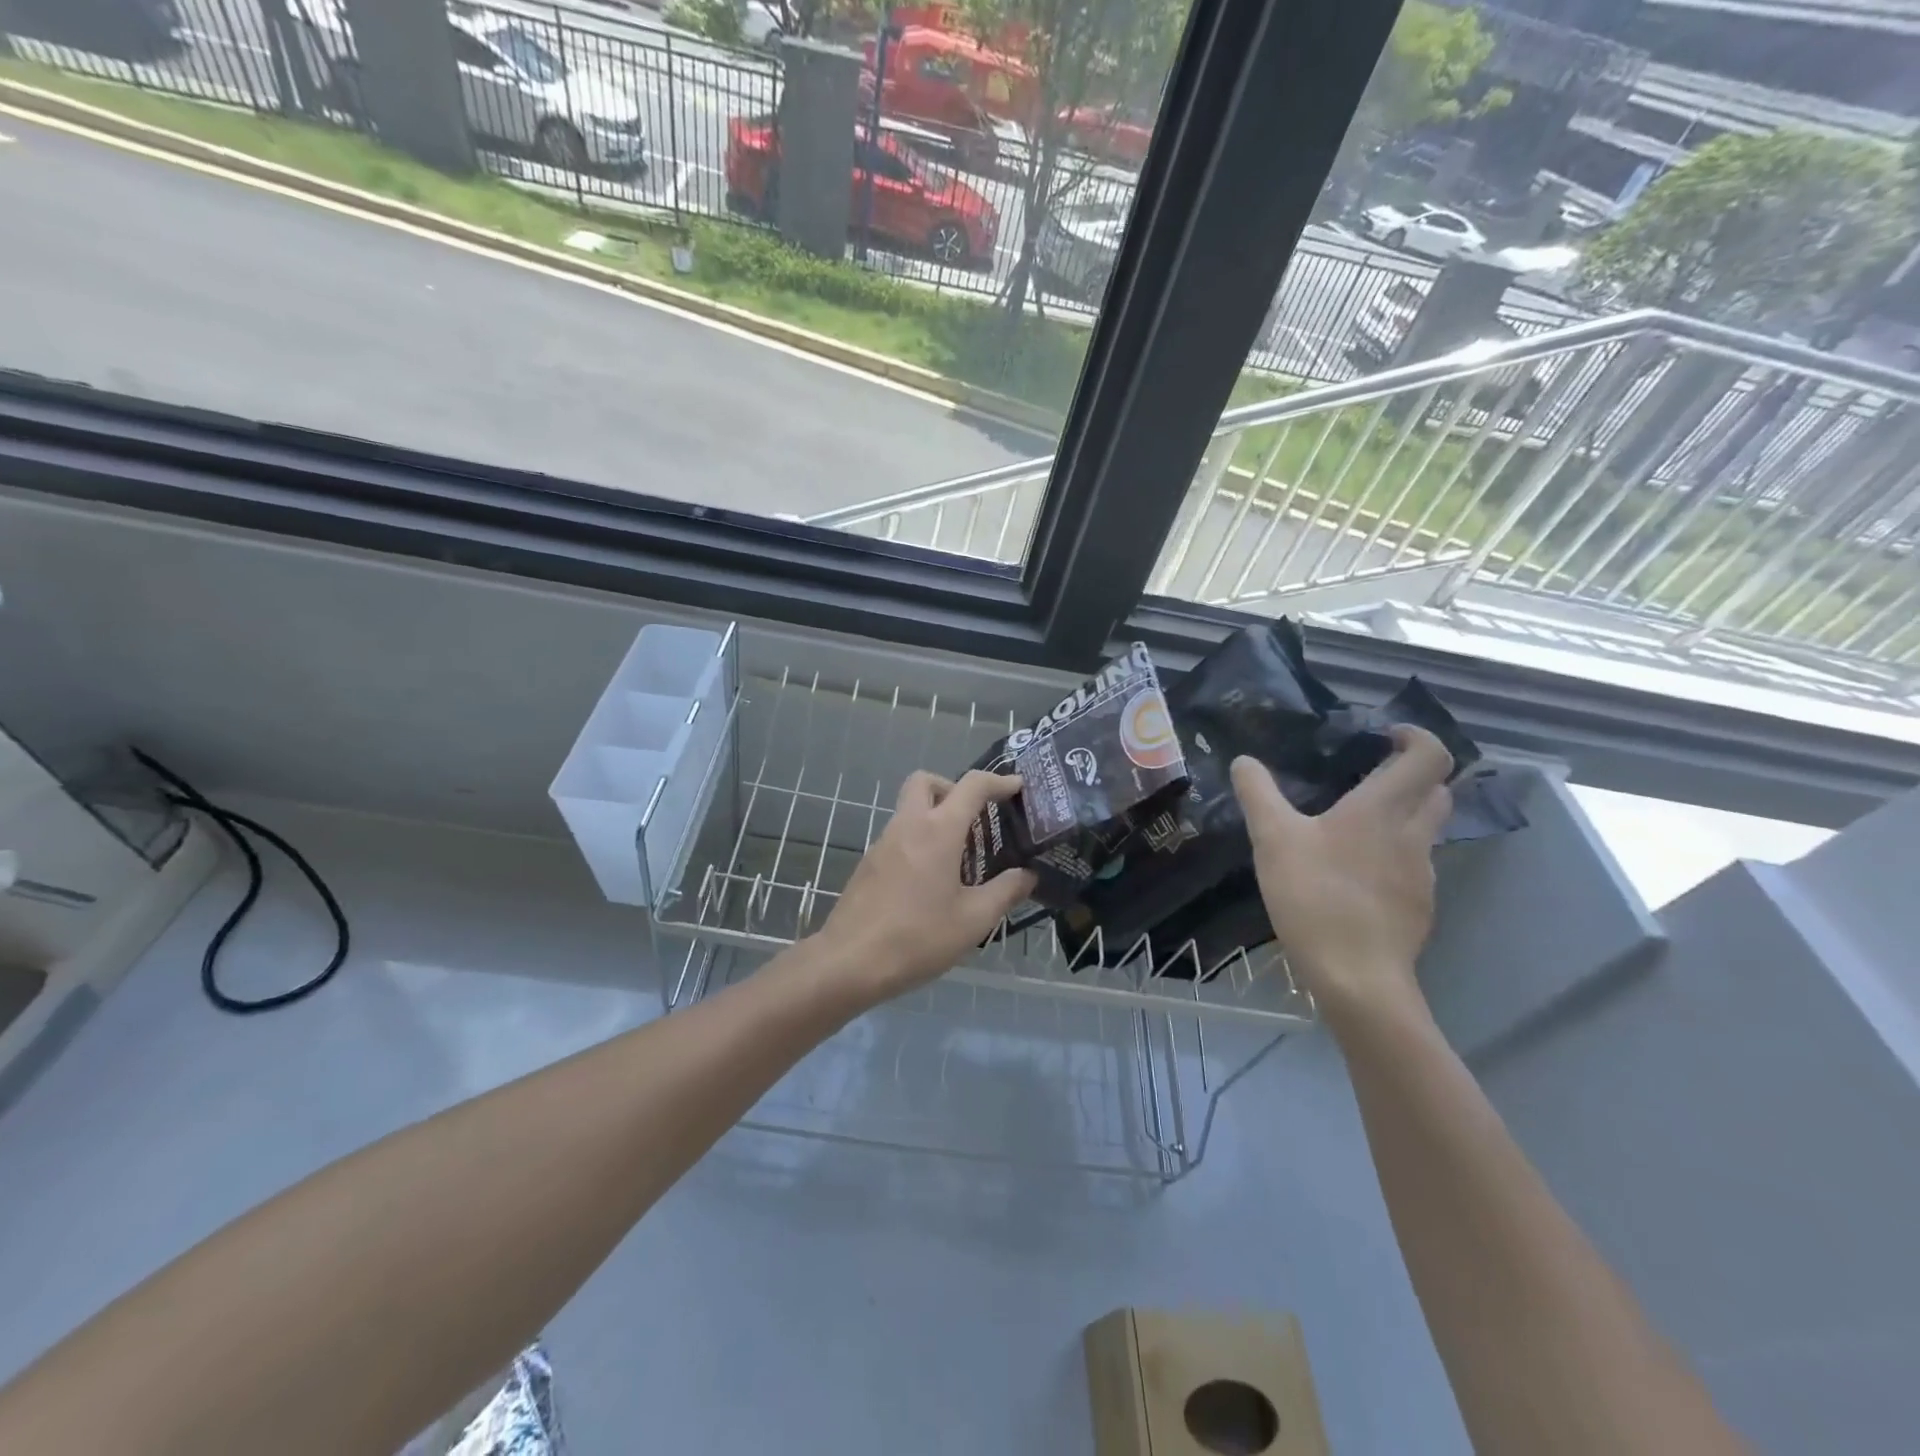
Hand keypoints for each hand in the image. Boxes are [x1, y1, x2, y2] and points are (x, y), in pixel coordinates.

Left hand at [815, 770, 1037, 1002]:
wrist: (849, 962)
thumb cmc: (918, 937)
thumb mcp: (974, 920)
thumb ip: (1006, 891)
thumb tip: (1028, 874)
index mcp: (937, 831)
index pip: (971, 786)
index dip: (998, 781)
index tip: (1017, 787)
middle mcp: (907, 825)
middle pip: (926, 782)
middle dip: (953, 788)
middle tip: (974, 819)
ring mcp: (883, 843)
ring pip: (909, 809)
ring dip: (935, 818)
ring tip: (960, 859)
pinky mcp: (869, 864)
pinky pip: (899, 837)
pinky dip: (919, 842)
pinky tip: (932, 882)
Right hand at [1230, 726, 1453, 1027]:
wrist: (1357, 976)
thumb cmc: (1315, 896)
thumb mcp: (1272, 840)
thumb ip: (1258, 795)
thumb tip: (1244, 761)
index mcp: (1383, 809)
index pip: (1430, 756)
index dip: (1416, 736)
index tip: (1386, 736)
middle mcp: (1413, 835)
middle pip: (1437, 791)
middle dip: (1412, 776)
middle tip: (1370, 778)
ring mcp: (1422, 874)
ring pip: (1425, 831)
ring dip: (1402, 818)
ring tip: (1354, 830)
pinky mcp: (1419, 907)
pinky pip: (1413, 867)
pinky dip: (1393, 858)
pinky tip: (1355, 878)